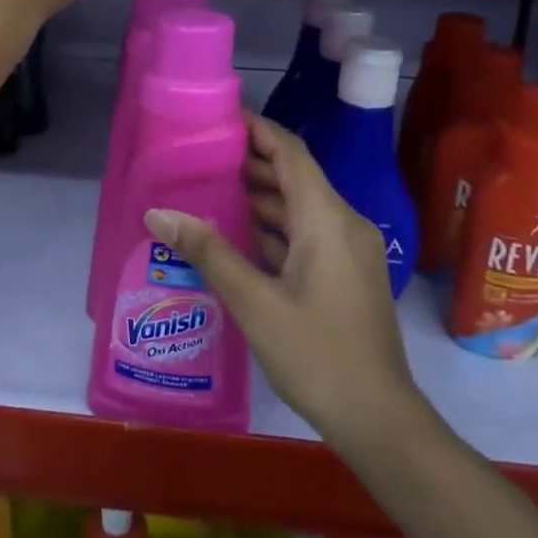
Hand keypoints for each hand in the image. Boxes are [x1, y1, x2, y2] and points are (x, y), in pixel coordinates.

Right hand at [144, 116, 422, 442]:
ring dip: (260, 196)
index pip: (290, 153)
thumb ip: (208, 251)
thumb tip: (158, 214)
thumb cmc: (317, 355)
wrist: (378, 419)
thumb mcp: (254, 302)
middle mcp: (343, 224)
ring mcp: (349, 250)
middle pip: (295, 176)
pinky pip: (307, 234)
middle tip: (201, 156)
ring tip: (210, 190)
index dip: (257, 129)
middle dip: (251, 162)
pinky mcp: (346, 274)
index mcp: (327, 219)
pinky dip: (274, 227)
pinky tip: (239, 236)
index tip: (219, 118)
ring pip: (300, 207)